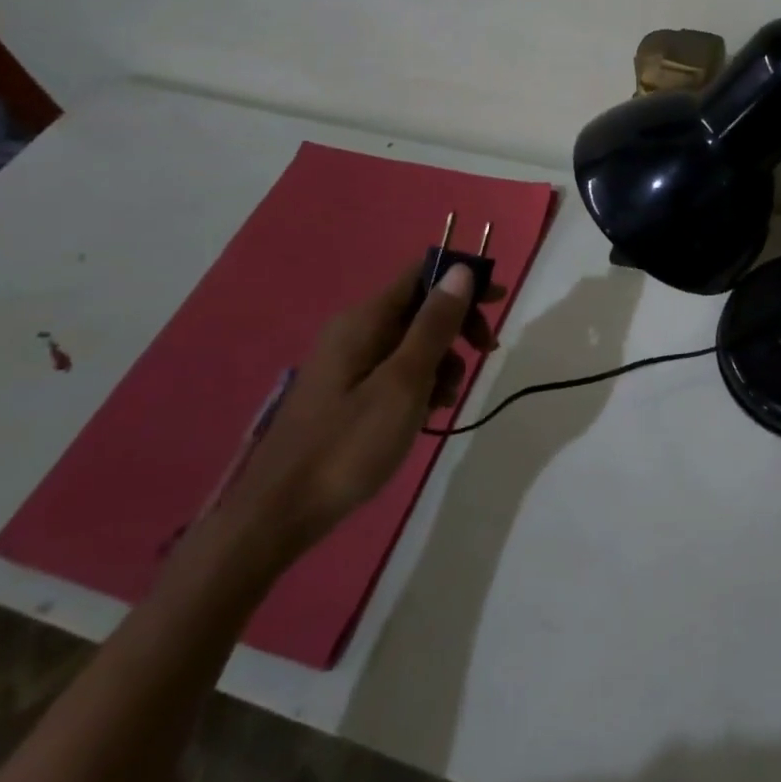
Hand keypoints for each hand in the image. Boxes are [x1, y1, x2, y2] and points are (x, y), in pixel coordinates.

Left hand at [213, 260, 503, 573]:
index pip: (420, 275)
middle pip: (420, 308)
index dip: (462, 280)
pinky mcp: (348, 391)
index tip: (498, 302)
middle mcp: (355, 331)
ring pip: (412, 343)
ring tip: (445, 400)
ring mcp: (349, 362)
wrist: (282, 511)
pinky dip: (420, 383)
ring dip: (441, 362)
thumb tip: (461, 271)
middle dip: (456, 328)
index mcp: (364, 320)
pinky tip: (427, 413)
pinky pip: (396, 370)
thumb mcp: (404, 382)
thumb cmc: (349, 444)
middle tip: (485, 354)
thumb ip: (434, 325)